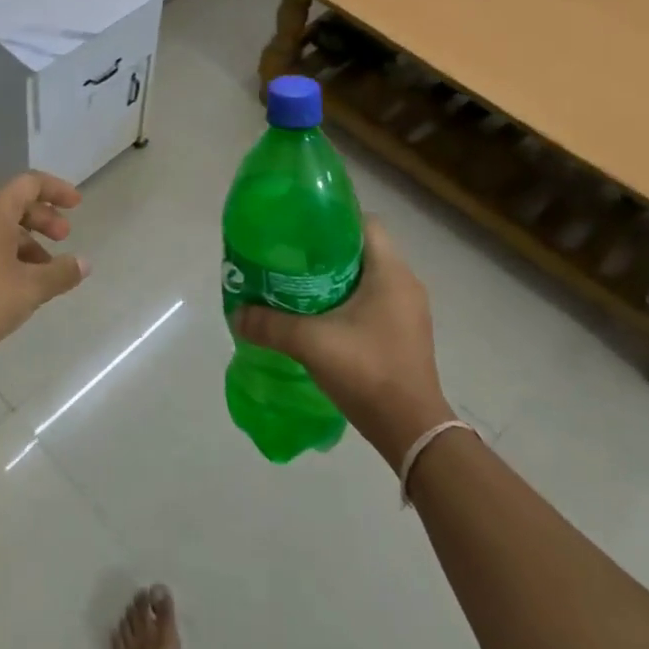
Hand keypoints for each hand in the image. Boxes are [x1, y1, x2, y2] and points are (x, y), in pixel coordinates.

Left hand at [0, 171, 89, 375]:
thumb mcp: (30, 289)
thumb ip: (61, 272)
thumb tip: (83, 263)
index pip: (30, 183)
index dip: (57, 190)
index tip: (77, 205)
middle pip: (14, 202)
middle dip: (43, 218)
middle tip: (63, 239)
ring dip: (26, 239)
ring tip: (44, 270)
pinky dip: (5, 250)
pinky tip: (17, 281)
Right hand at [233, 216, 452, 470]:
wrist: (411, 430)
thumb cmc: (367, 371)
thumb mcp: (311, 343)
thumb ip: (270, 325)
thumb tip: (236, 313)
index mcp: (391, 272)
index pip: (365, 222)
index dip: (333, 217)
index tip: (300, 226)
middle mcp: (405, 284)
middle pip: (363, 249)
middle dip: (326, 249)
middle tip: (290, 256)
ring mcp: (408, 311)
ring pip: (367, 277)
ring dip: (336, 277)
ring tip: (298, 284)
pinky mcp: (404, 334)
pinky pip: (373, 301)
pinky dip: (347, 300)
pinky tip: (319, 316)